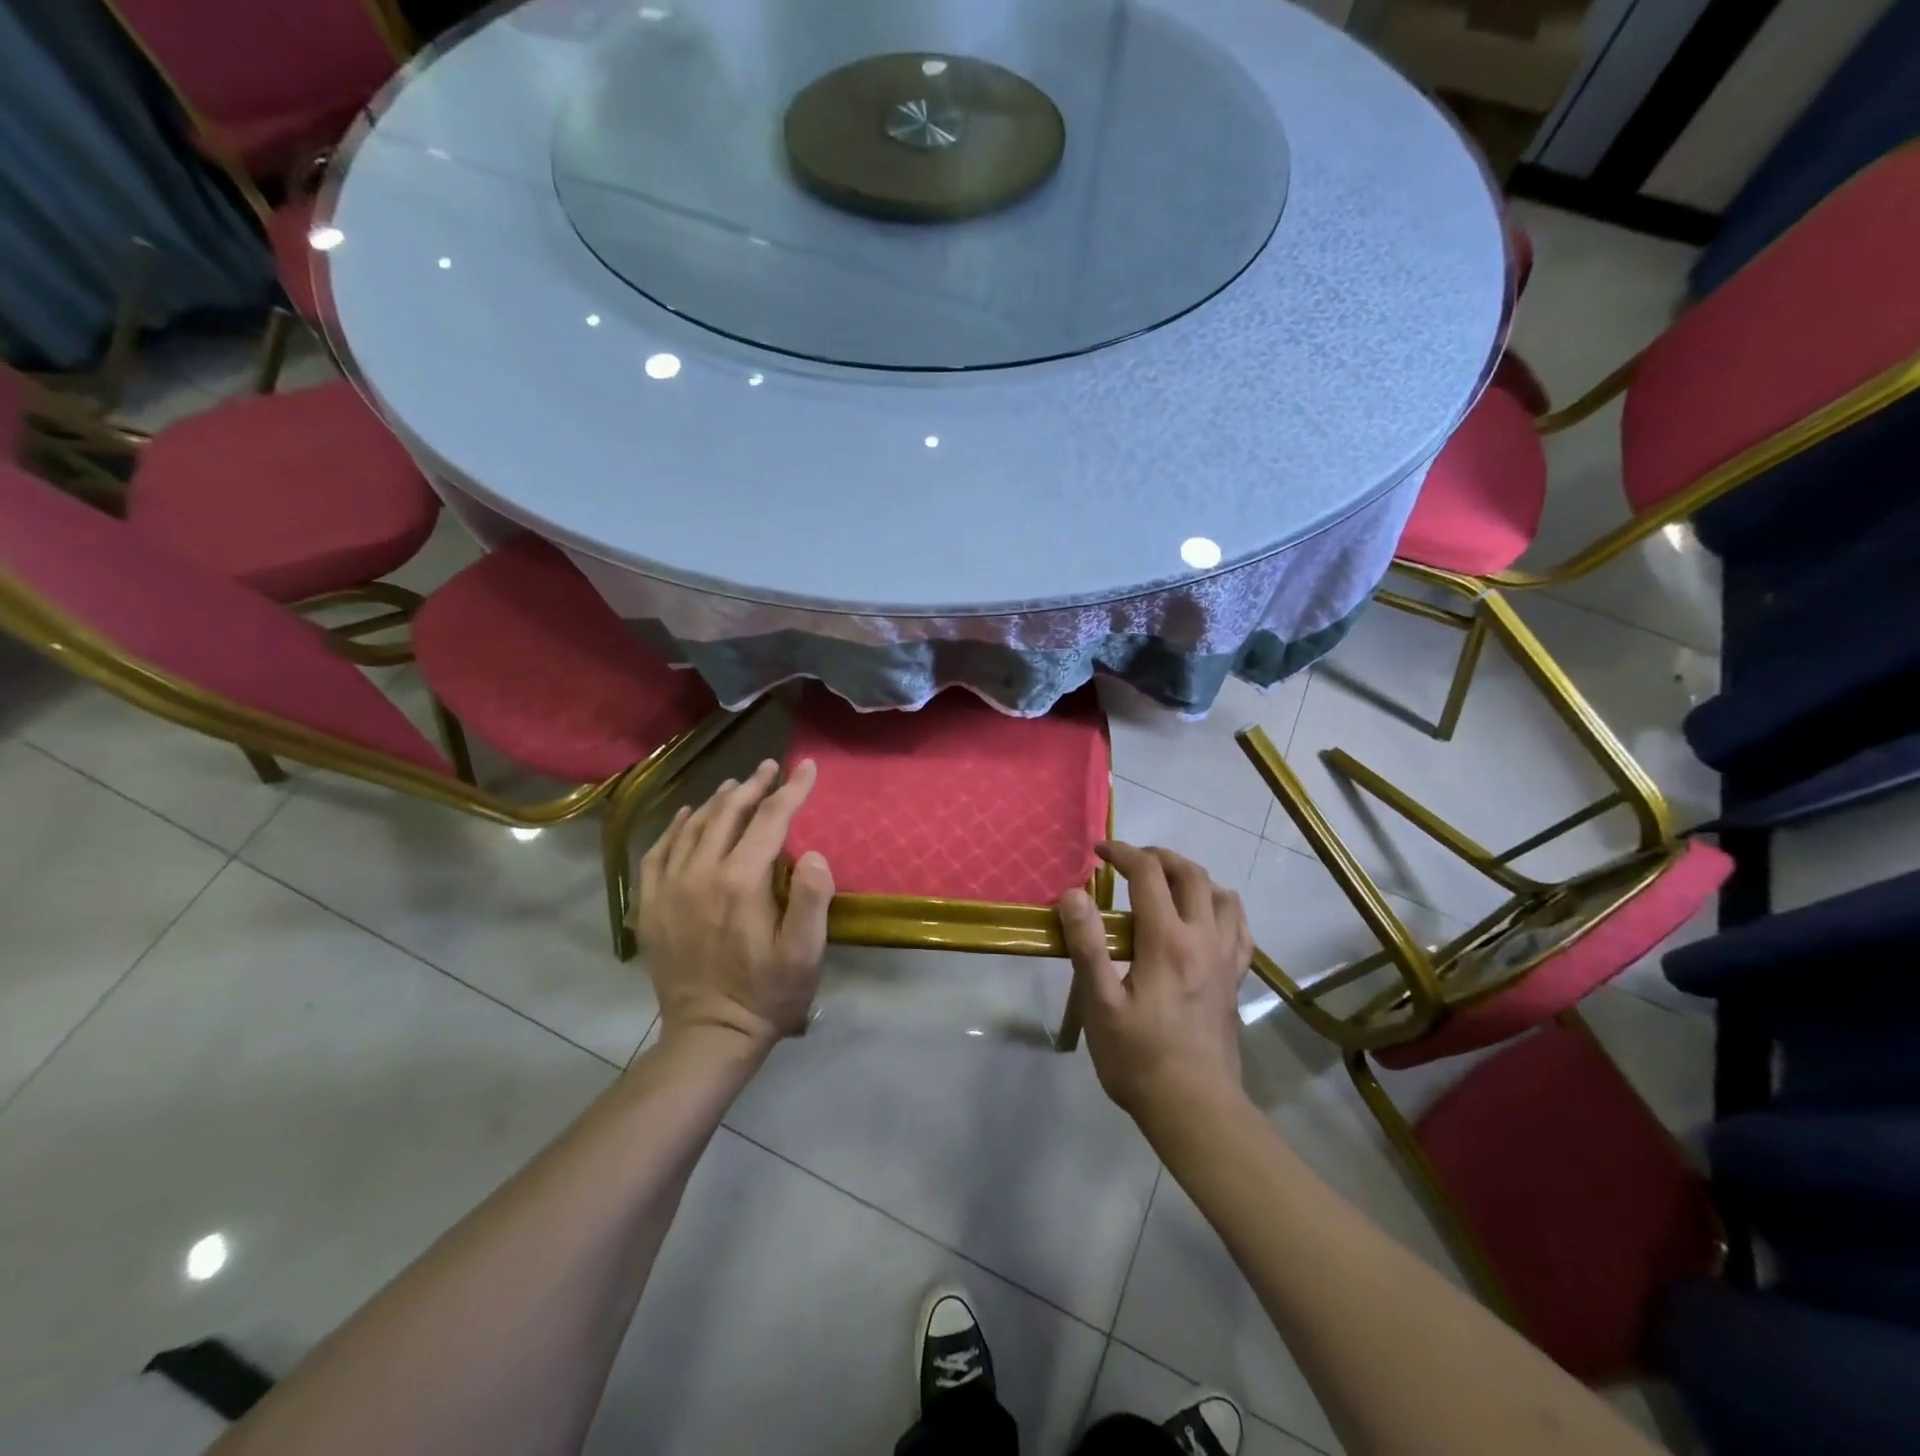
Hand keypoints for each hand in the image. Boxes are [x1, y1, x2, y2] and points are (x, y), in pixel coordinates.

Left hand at [634, 759, 834, 1053]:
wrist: (709, 1035)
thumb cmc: (768, 994)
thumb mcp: (805, 954)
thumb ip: (811, 898)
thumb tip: (812, 852)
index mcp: (741, 882)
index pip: (769, 820)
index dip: (791, 790)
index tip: (806, 767)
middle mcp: (700, 875)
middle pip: (727, 815)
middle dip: (753, 786)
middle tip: (771, 767)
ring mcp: (669, 889)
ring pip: (692, 827)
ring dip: (717, 801)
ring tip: (737, 787)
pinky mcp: (650, 906)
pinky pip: (657, 853)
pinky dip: (674, 827)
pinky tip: (685, 816)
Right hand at [1058, 843, 1253, 1121]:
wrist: (1195, 1109)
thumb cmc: (1138, 1058)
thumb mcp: (1100, 1005)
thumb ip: (1087, 945)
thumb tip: (1074, 894)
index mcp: (1166, 940)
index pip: (1148, 874)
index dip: (1123, 853)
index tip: (1099, 851)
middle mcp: (1203, 938)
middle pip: (1191, 874)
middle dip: (1159, 856)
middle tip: (1130, 861)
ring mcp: (1225, 959)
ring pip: (1223, 895)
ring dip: (1194, 877)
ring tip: (1167, 884)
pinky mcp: (1235, 980)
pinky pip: (1240, 929)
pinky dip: (1223, 908)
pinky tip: (1206, 918)